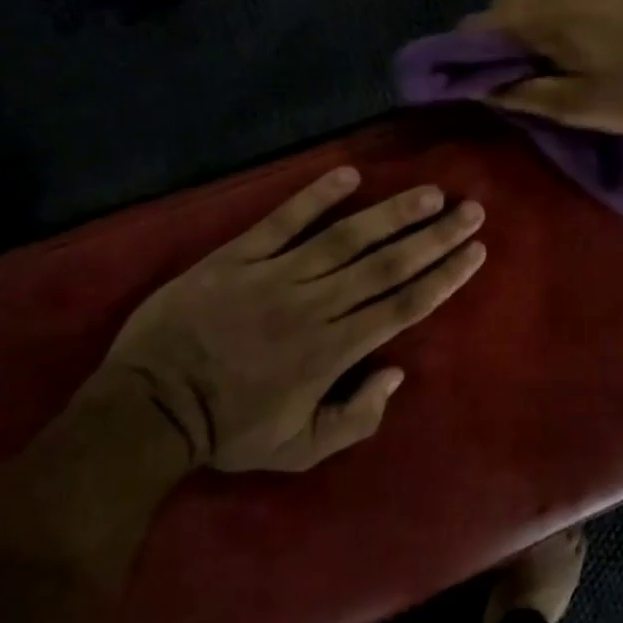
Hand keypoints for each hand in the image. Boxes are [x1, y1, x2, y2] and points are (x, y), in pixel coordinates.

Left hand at [101, 167, 485, 472]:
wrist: (148, 407)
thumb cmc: (228, 429)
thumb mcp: (299, 449)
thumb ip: (355, 418)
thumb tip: (395, 371)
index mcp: (332, 352)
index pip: (402, 306)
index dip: (443, 277)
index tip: (475, 251)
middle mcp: (314, 306)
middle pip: (386, 266)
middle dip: (434, 237)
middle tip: (470, 210)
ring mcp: (274, 276)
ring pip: (345, 238)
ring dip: (390, 213)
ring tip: (428, 192)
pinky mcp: (238, 257)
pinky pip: (281, 221)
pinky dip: (314, 197)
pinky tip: (348, 173)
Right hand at [476, 0, 622, 132]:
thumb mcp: (582, 107)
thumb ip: (529, 95)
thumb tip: (488, 88)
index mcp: (549, 17)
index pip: (487, 21)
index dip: (470, 45)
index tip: (470, 68)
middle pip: (515, 1)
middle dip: (502, 30)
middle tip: (509, 65)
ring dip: (537, 17)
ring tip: (549, 49)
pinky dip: (570, 7)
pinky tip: (591, 30)